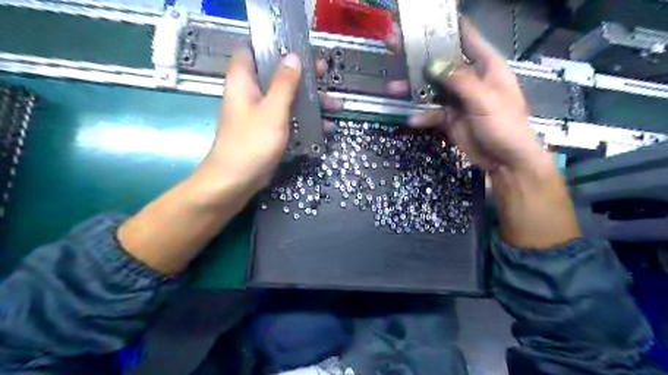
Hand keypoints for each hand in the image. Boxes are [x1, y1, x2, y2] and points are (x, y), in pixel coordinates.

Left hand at [202, 51, 338, 195]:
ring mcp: (260, 113)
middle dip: (302, 76)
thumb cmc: (252, 142)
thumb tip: (293, 56)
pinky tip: (325, 127)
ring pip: (286, 99)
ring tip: (336, 106)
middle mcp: (250, 94)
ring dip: (309, 101)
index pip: (252, 51)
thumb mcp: (272, 111)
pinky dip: (304, 120)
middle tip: (325, 75)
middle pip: (277, 75)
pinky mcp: (267, 130)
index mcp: (244, 81)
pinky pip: (288, 118)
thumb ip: (284, 83)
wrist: (236, 180)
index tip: (298, 49)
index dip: (273, 46)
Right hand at [386, 18, 547, 170]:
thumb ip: (459, 81)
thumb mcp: (485, 100)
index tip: (422, 20)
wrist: (506, 161)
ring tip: (392, 87)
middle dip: (419, 56)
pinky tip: (412, 119)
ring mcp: (458, 99)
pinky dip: (422, 115)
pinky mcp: (450, 117)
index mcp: (486, 66)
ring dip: (413, 88)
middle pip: (441, 62)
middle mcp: (469, 78)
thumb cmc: (505, 126)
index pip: (465, 37)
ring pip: (431, 88)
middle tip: (395, 46)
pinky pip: (432, 112)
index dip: (445, 26)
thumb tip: (433, 64)